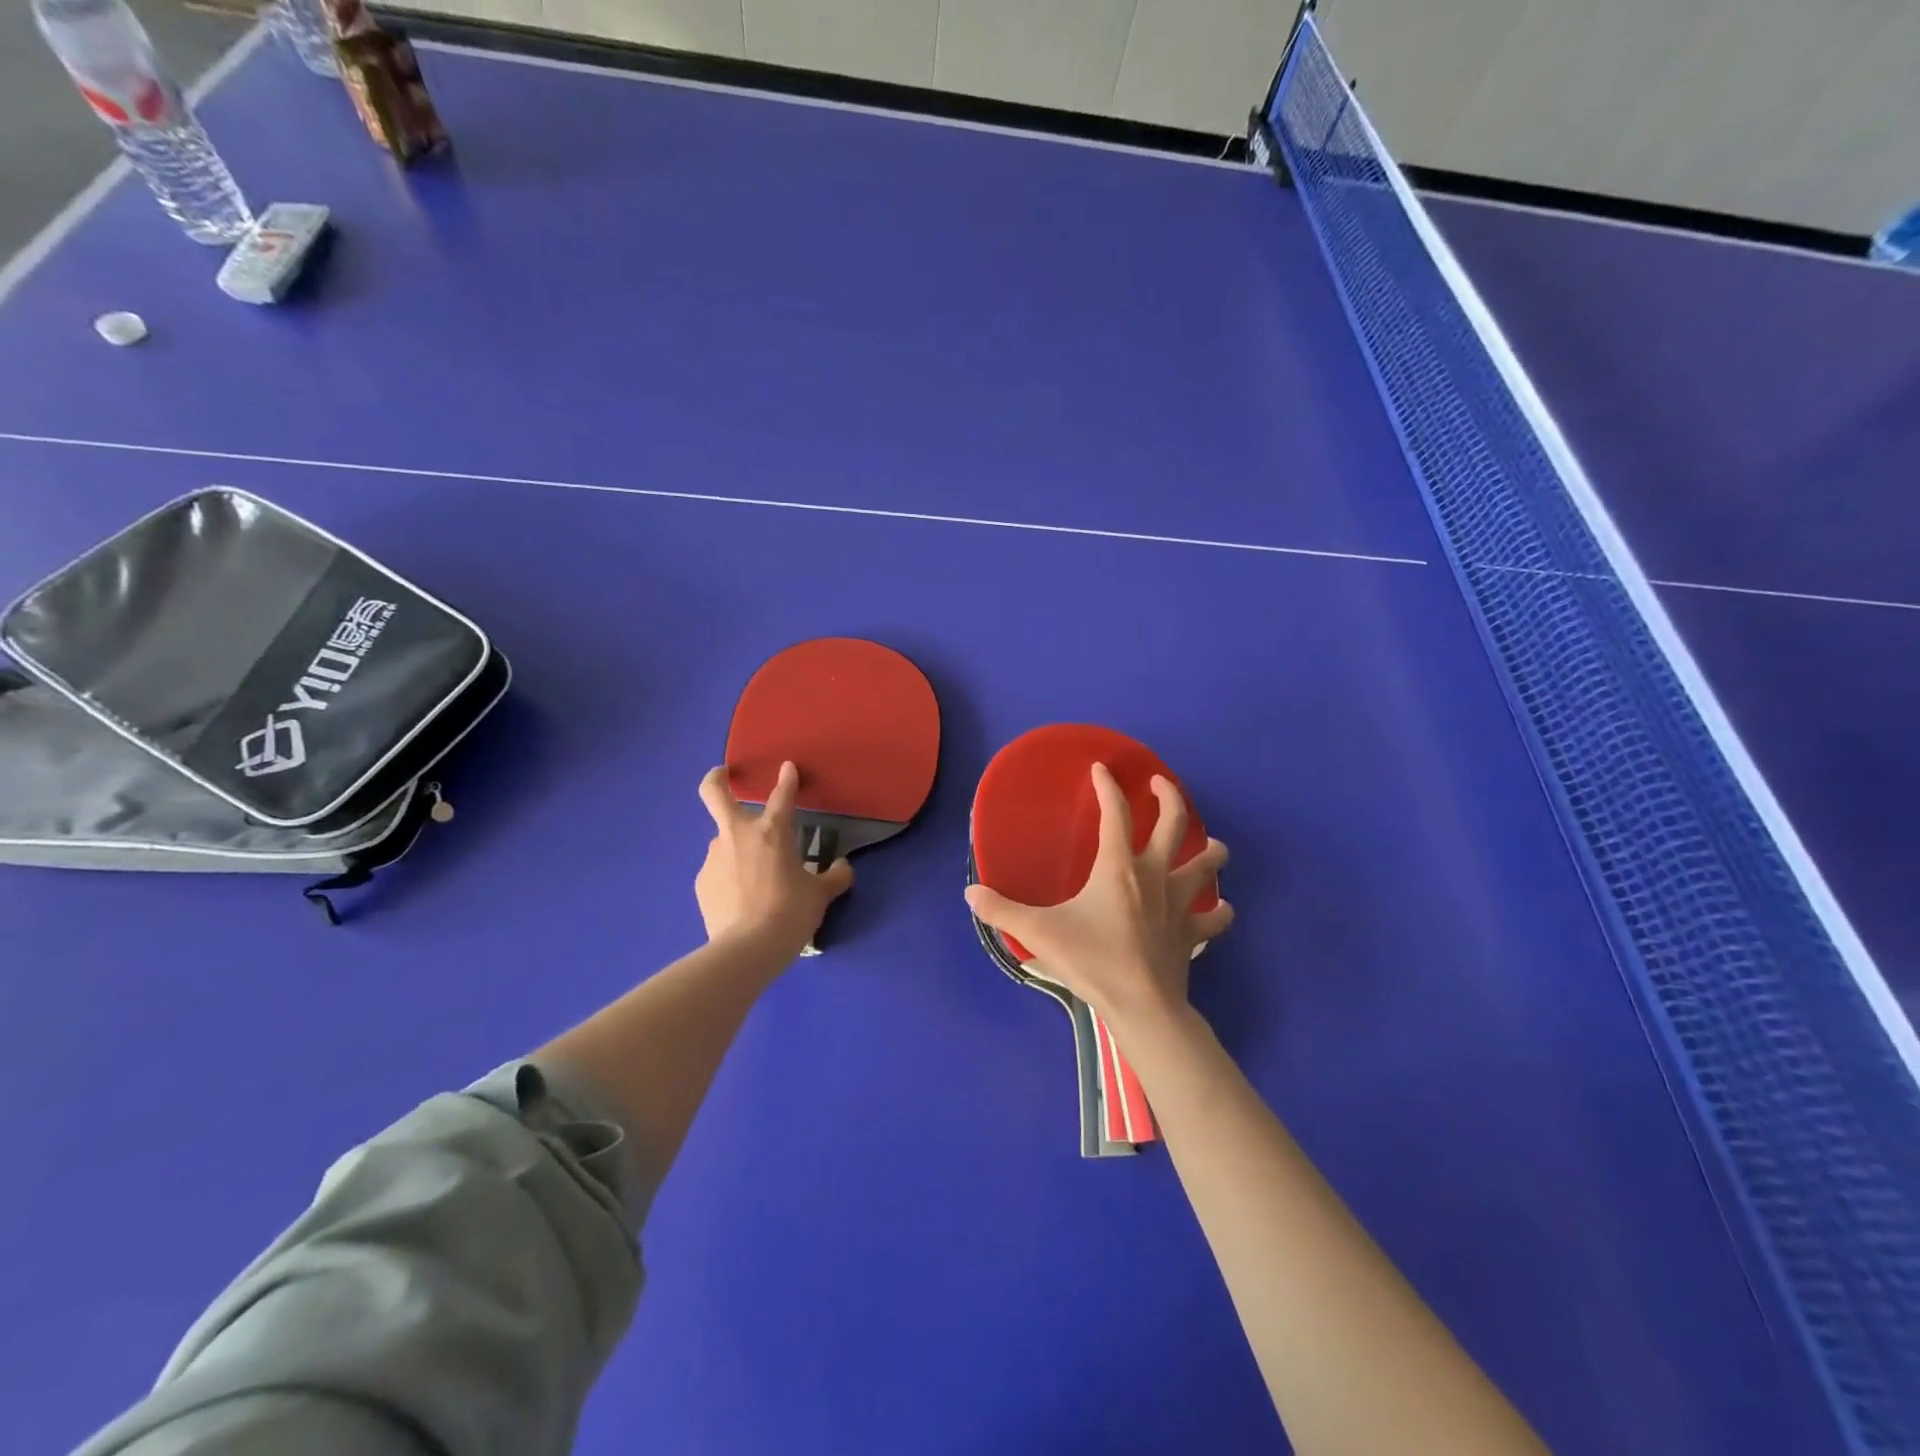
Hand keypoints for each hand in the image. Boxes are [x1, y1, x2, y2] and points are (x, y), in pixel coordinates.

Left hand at [696, 761, 852, 956]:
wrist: (748, 949)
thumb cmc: (790, 913)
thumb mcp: (821, 896)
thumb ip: (834, 877)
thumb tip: (843, 868)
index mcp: (772, 831)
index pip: (782, 795)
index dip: (787, 779)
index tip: (788, 767)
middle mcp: (738, 835)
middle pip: (715, 793)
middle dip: (717, 779)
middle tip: (723, 776)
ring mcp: (714, 857)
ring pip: (723, 841)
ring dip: (736, 848)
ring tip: (754, 877)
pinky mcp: (702, 882)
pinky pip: (718, 871)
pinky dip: (729, 877)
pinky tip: (742, 900)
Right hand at [966, 764, 1231, 1028]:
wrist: (1142, 1006)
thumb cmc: (1092, 961)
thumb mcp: (1039, 933)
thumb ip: (1002, 911)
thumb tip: (970, 894)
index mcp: (1119, 867)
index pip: (1115, 812)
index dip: (1108, 786)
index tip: (1101, 769)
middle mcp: (1155, 874)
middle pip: (1174, 822)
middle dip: (1169, 796)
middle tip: (1160, 784)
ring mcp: (1180, 902)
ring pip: (1207, 863)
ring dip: (1210, 849)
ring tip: (1209, 843)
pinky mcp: (1194, 932)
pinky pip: (1216, 916)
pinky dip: (1219, 909)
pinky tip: (1219, 908)